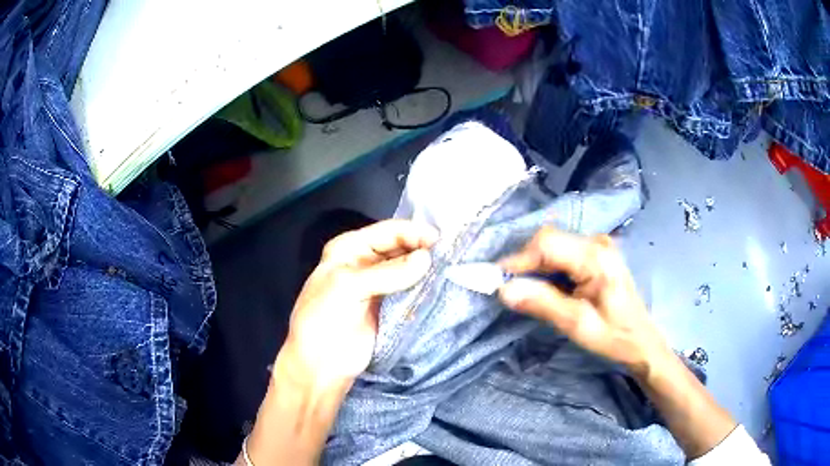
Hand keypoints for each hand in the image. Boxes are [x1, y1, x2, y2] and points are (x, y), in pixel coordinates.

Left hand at [282, 220, 437, 385]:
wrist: (320, 365)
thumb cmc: (324, 320)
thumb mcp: (349, 288)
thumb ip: (388, 273)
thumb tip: (427, 259)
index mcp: (349, 248)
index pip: (388, 231)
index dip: (414, 232)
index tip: (441, 241)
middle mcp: (365, 261)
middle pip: (400, 247)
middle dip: (423, 249)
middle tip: (451, 255)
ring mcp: (378, 285)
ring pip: (408, 269)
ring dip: (426, 269)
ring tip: (451, 268)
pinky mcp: (389, 306)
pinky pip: (410, 290)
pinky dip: (424, 287)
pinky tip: (440, 286)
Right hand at [498, 226, 668, 374]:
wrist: (642, 343)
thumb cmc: (615, 337)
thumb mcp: (578, 325)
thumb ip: (542, 303)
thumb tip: (504, 290)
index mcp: (596, 257)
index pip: (547, 243)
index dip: (518, 259)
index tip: (496, 281)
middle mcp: (597, 243)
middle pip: (550, 242)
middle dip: (526, 264)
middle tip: (511, 291)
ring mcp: (599, 247)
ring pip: (554, 247)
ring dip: (536, 268)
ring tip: (528, 293)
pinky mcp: (597, 256)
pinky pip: (564, 255)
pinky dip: (549, 270)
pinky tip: (548, 289)